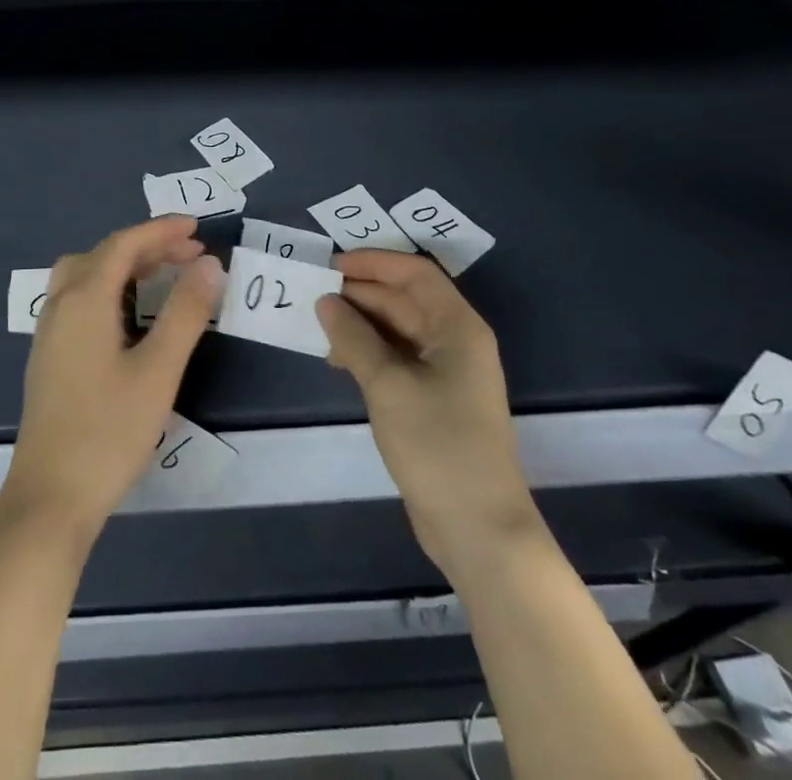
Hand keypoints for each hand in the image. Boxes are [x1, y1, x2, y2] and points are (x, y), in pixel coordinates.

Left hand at [0, 217, 223, 539]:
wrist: (49, 498)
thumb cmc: (108, 432)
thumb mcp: (158, 371)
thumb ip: (185, 313)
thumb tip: (209, 265)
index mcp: (84, 300)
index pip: (124, 244)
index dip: (160, 231)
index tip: (197, 229)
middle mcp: (60, 305)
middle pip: (103, 255)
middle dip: (146, 247)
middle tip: (189, 255)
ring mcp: (49, 332)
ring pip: (85, 275)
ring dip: (124, 265)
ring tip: (163, 276)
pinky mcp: (49, 356)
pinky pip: (78, 299)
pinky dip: (108, 288)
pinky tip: (129, 314)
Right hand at [317, 252, 532, 572]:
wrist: (479, 529)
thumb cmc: (438, 445)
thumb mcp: (388, 385)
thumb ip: (353, 338)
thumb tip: (325, 301)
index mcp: (457, 327)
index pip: (415, 273)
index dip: (373, 262)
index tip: (330, 265)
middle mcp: (455, 341)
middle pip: (404, 299)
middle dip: (360, 293)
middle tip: (312, 294)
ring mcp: (446, 372)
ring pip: (397, 329)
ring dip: (359, 322)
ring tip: (317, 327)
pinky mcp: (433, 399)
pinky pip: (396, 357)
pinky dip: (367, 351)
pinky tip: (337, 360)